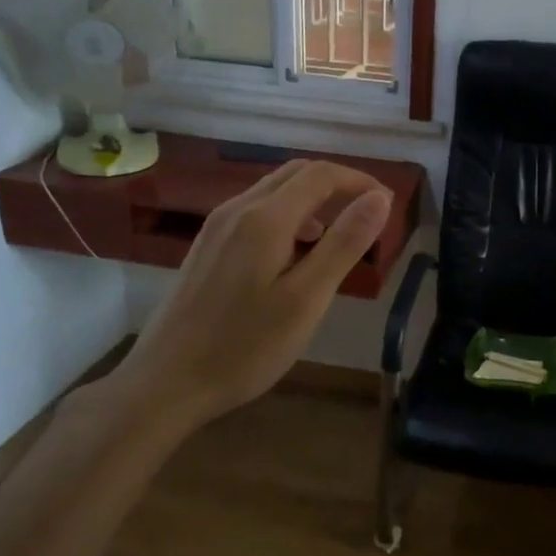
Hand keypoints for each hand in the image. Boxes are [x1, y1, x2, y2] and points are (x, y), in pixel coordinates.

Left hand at [102, 160, 392, 435]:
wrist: (166, 382)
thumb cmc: (245, 347)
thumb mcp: (307, 299)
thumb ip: (344, 244)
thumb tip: (379, 199)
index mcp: (265, 218)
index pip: (321, 174)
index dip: (360, 181)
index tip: (389, 205)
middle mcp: (237, 209)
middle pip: (296, 174)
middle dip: (338, 185)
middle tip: (370, 216)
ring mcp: (217, 227)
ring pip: (274, 192)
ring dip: (313, 200)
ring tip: (339, 237)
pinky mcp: (207, 246)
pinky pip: (256, 212)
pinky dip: (288, 217)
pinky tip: (296, 254)